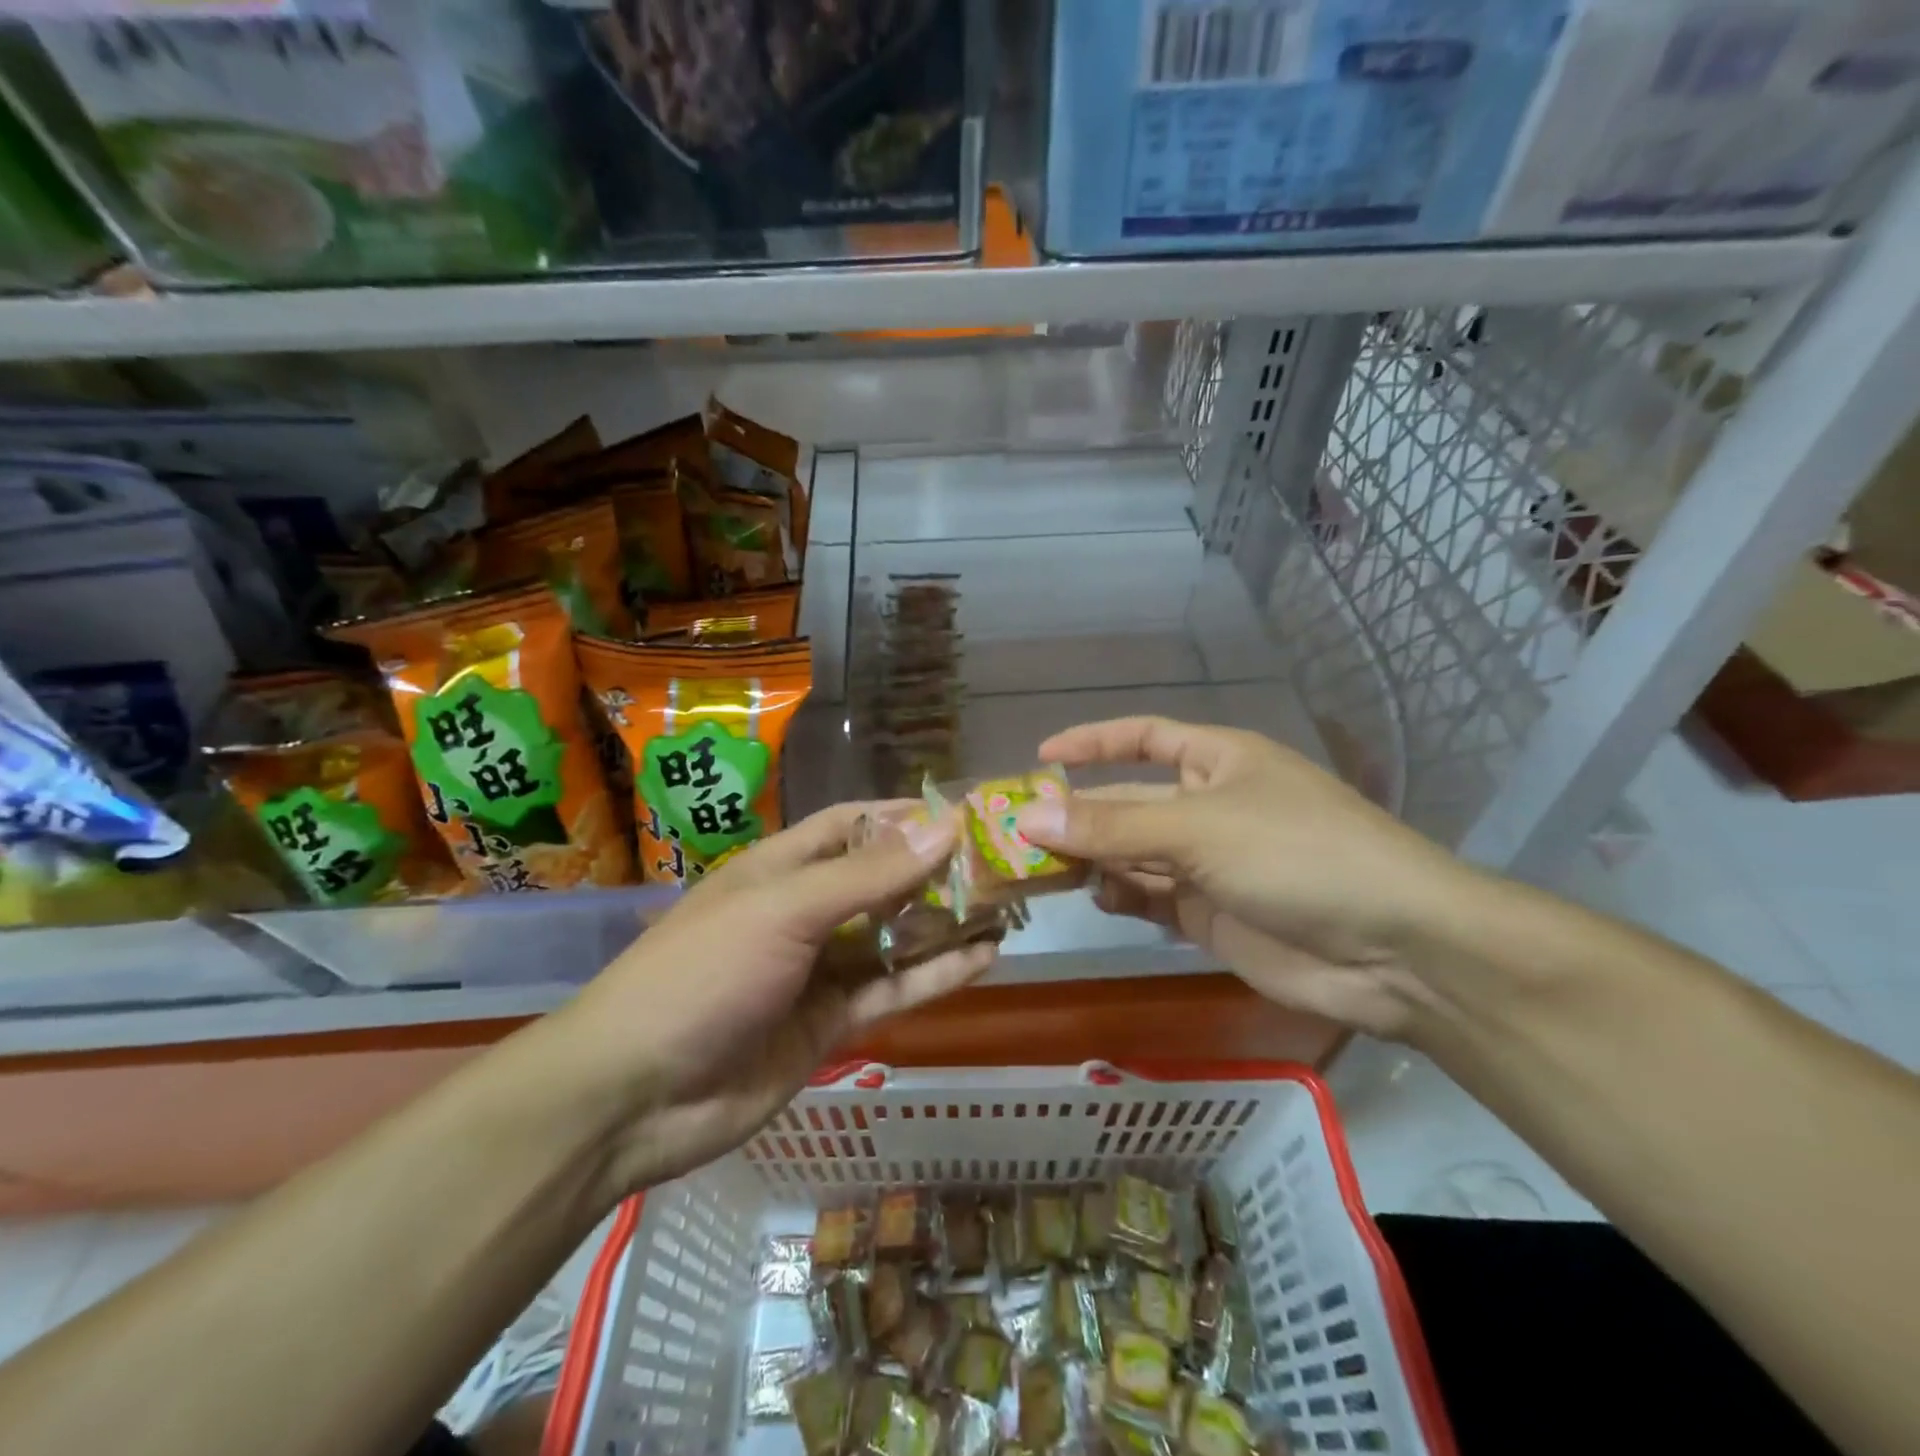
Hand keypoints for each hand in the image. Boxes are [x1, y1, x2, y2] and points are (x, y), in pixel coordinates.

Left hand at [540, 803, 996, 1196]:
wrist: (635, 1097)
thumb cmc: (703, 973)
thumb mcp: (785, 910)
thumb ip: (869, 875)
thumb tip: (946, 826)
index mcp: (782, 868)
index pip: (852, 825)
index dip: (904, 815)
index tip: (964, 812)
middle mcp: (804, 912)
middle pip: (882, 880)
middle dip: (937, 870)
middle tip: (1003, 863)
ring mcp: (819, 970)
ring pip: (895, 938)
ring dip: (946, 923)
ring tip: (1009, 908)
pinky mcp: (831, 1024)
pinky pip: (893, 991)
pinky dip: (937, 976)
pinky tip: (985, 960)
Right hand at [1014, 717, 1484, 1038]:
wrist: (1393, 950)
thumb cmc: (1296, 854)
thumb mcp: (1197, 828)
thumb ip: (1110, 825)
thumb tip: (1027, 816)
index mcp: (1217, 761)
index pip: (1142, 738)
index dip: (1092, 742)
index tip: (1039, 757)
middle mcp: (1209, 806)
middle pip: (1127, 801)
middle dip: (1077, 813)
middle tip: (1013, 830)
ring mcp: (1209, 864)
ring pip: (1132, 853)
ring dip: (1090, 858)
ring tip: (1035, 868)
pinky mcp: (1210, 914)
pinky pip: (1150, 897)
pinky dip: (1120, 896)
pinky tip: (1093, 898)